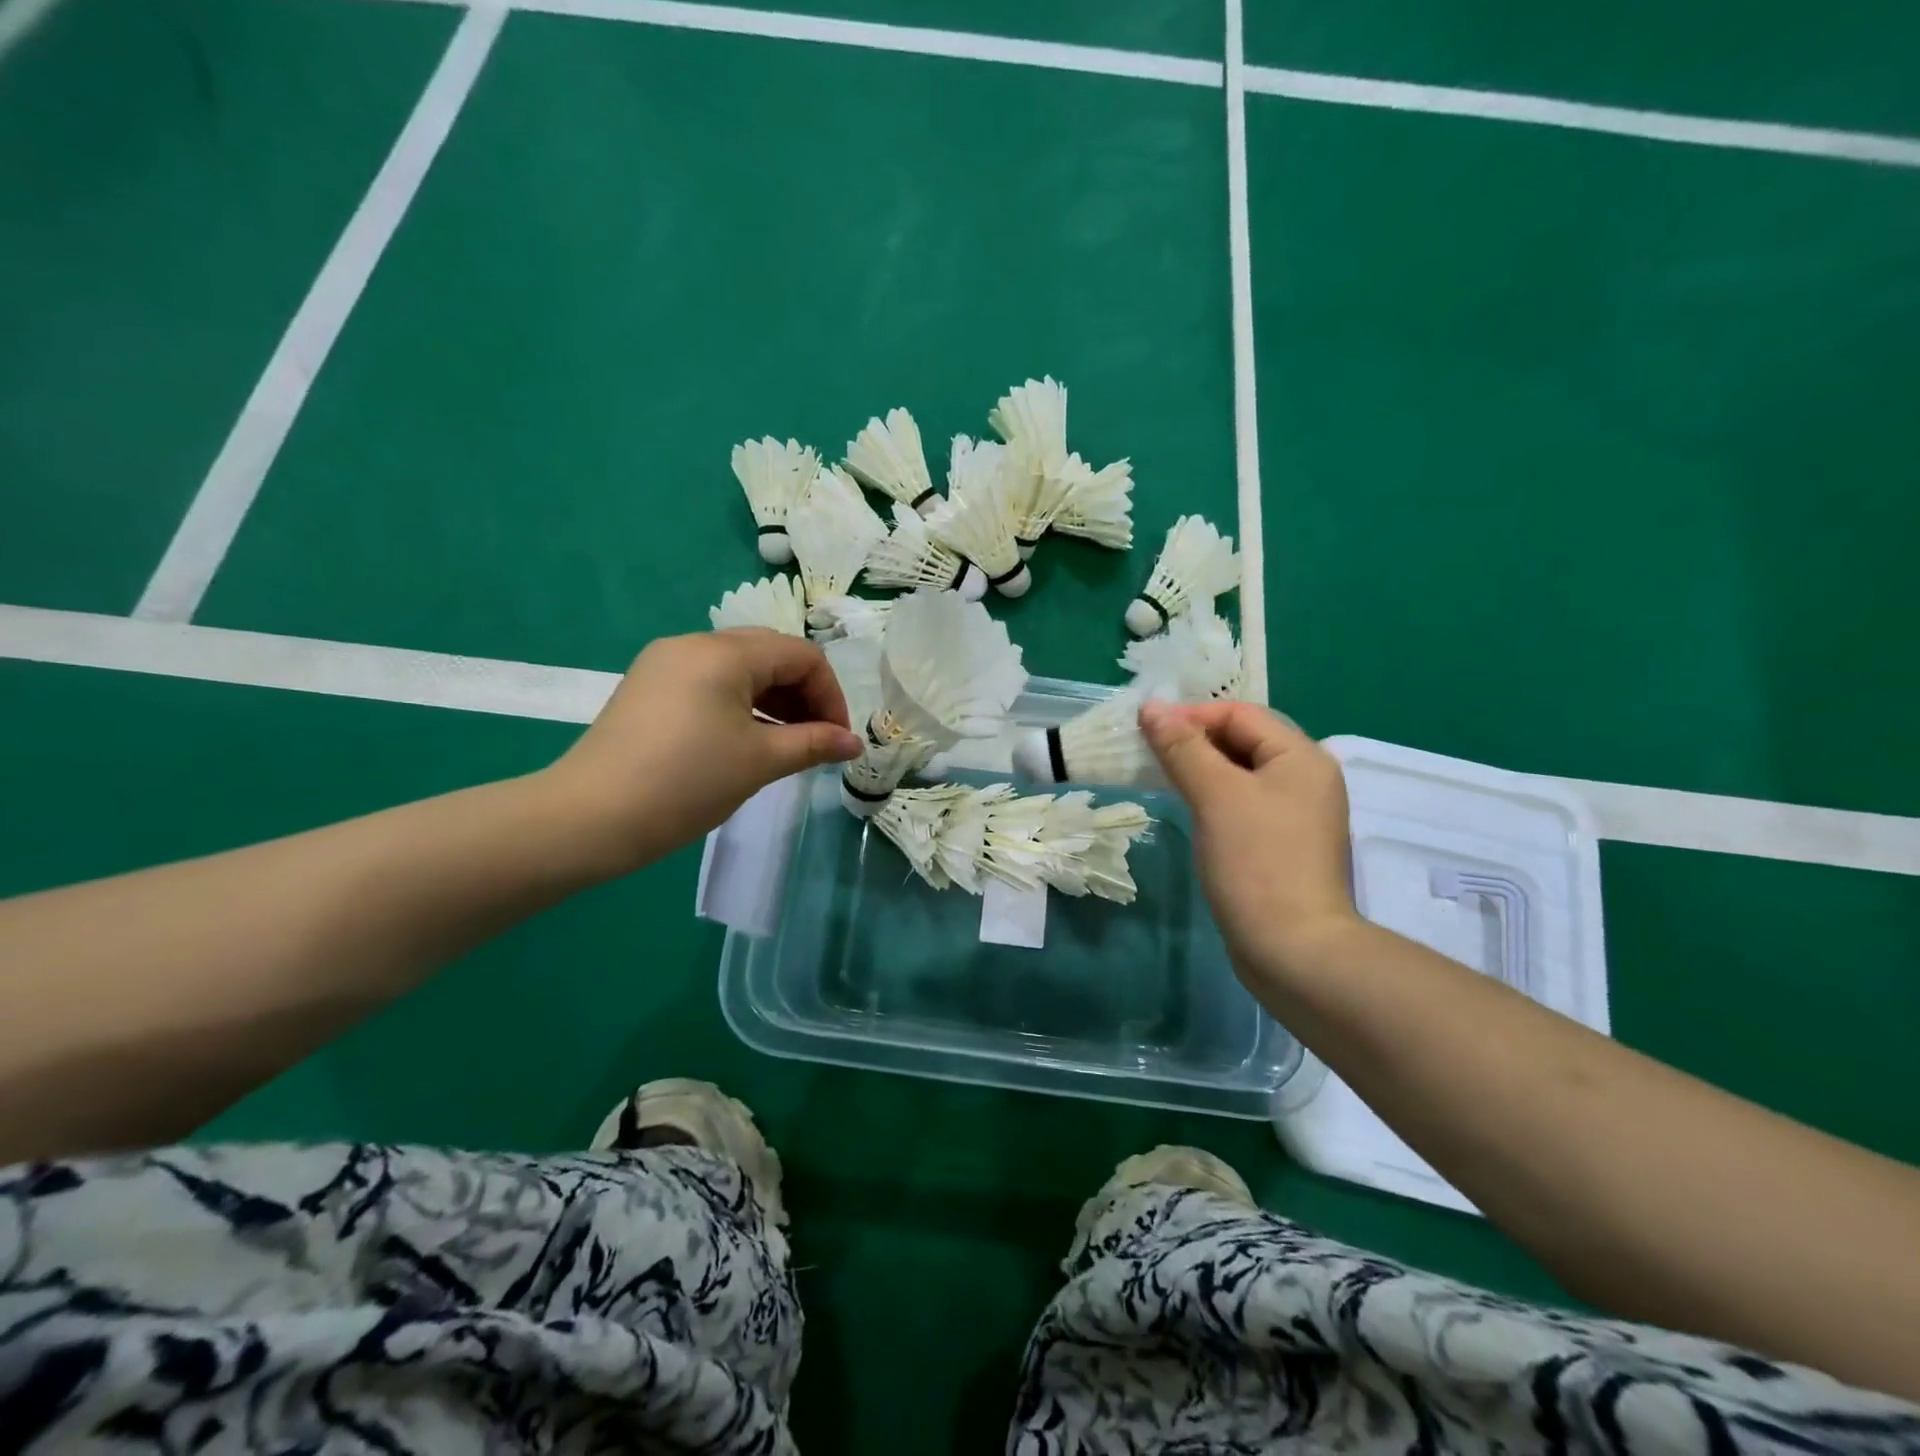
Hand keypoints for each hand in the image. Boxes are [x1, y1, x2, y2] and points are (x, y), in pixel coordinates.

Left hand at [545, 629, 862, 874]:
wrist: (588, 818)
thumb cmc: (685, 784)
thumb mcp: (759, 762)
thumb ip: (813, 744)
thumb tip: (854, 743)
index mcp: (723, 653)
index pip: (800, 655)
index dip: (830, 694)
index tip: (838, 739)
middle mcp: (693, 644)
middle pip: (770, 654)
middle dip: (804, 694)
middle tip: (817, 739)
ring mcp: (665, 664)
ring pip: (740, 668)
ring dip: (774, 700)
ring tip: (788, 744)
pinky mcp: (648, 687)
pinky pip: (711, 682)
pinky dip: (741, 704)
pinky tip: (747, 739)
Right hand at [1139, 700, 1359, 982]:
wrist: (1293, 949)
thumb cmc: (1256, 862)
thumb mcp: (1215, 795)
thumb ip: (1183, 747)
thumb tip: (1152, 708)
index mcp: (1302, 757)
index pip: (1240, 713)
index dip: (1191, 715)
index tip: (1146, 731)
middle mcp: (1306, 778)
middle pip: (1243, 740)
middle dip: (1194, 740)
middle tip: (1148, 753)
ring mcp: (1297, 814)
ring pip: (1240, 773)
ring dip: (1200, 768)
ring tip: (1160, 776)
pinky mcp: (1283, 843)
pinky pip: (1243, 802)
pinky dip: (1213, 796)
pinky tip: (1188, 808)